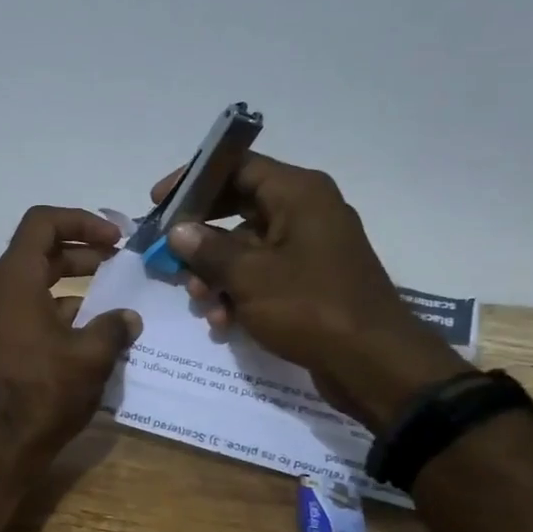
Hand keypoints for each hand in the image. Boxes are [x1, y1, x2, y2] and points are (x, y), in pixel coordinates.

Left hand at [0, 207, 142, 469]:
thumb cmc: (44, 392)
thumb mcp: (90, 356)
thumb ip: (114, 327)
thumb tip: (129, 317)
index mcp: (15, 280)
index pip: (42, 223)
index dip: (81, 221)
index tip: (116, 238)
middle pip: (40, 252)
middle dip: (83, 252)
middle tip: (120, 261)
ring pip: (36, 283)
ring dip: (74, 284)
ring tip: (115, 299)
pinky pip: (30, 311)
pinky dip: (60, 312)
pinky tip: (93, 334)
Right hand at [150, 155, 468, 432]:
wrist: (374, 364)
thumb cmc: (310, 307)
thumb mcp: (248, 275)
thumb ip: (206, 249)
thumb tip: (178, 230)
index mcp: (298, 194)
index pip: (237, 167)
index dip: (194, 180)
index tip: (159, 202)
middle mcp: (306, 211)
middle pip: (237, 207)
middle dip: (200, 237)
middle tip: (169, 256)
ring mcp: (309, 248)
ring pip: (245, 246)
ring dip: (215, 272)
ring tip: (200, 300)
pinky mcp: (309, 281)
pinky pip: (262, 274)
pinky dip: (238, 292)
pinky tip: (222, 321)